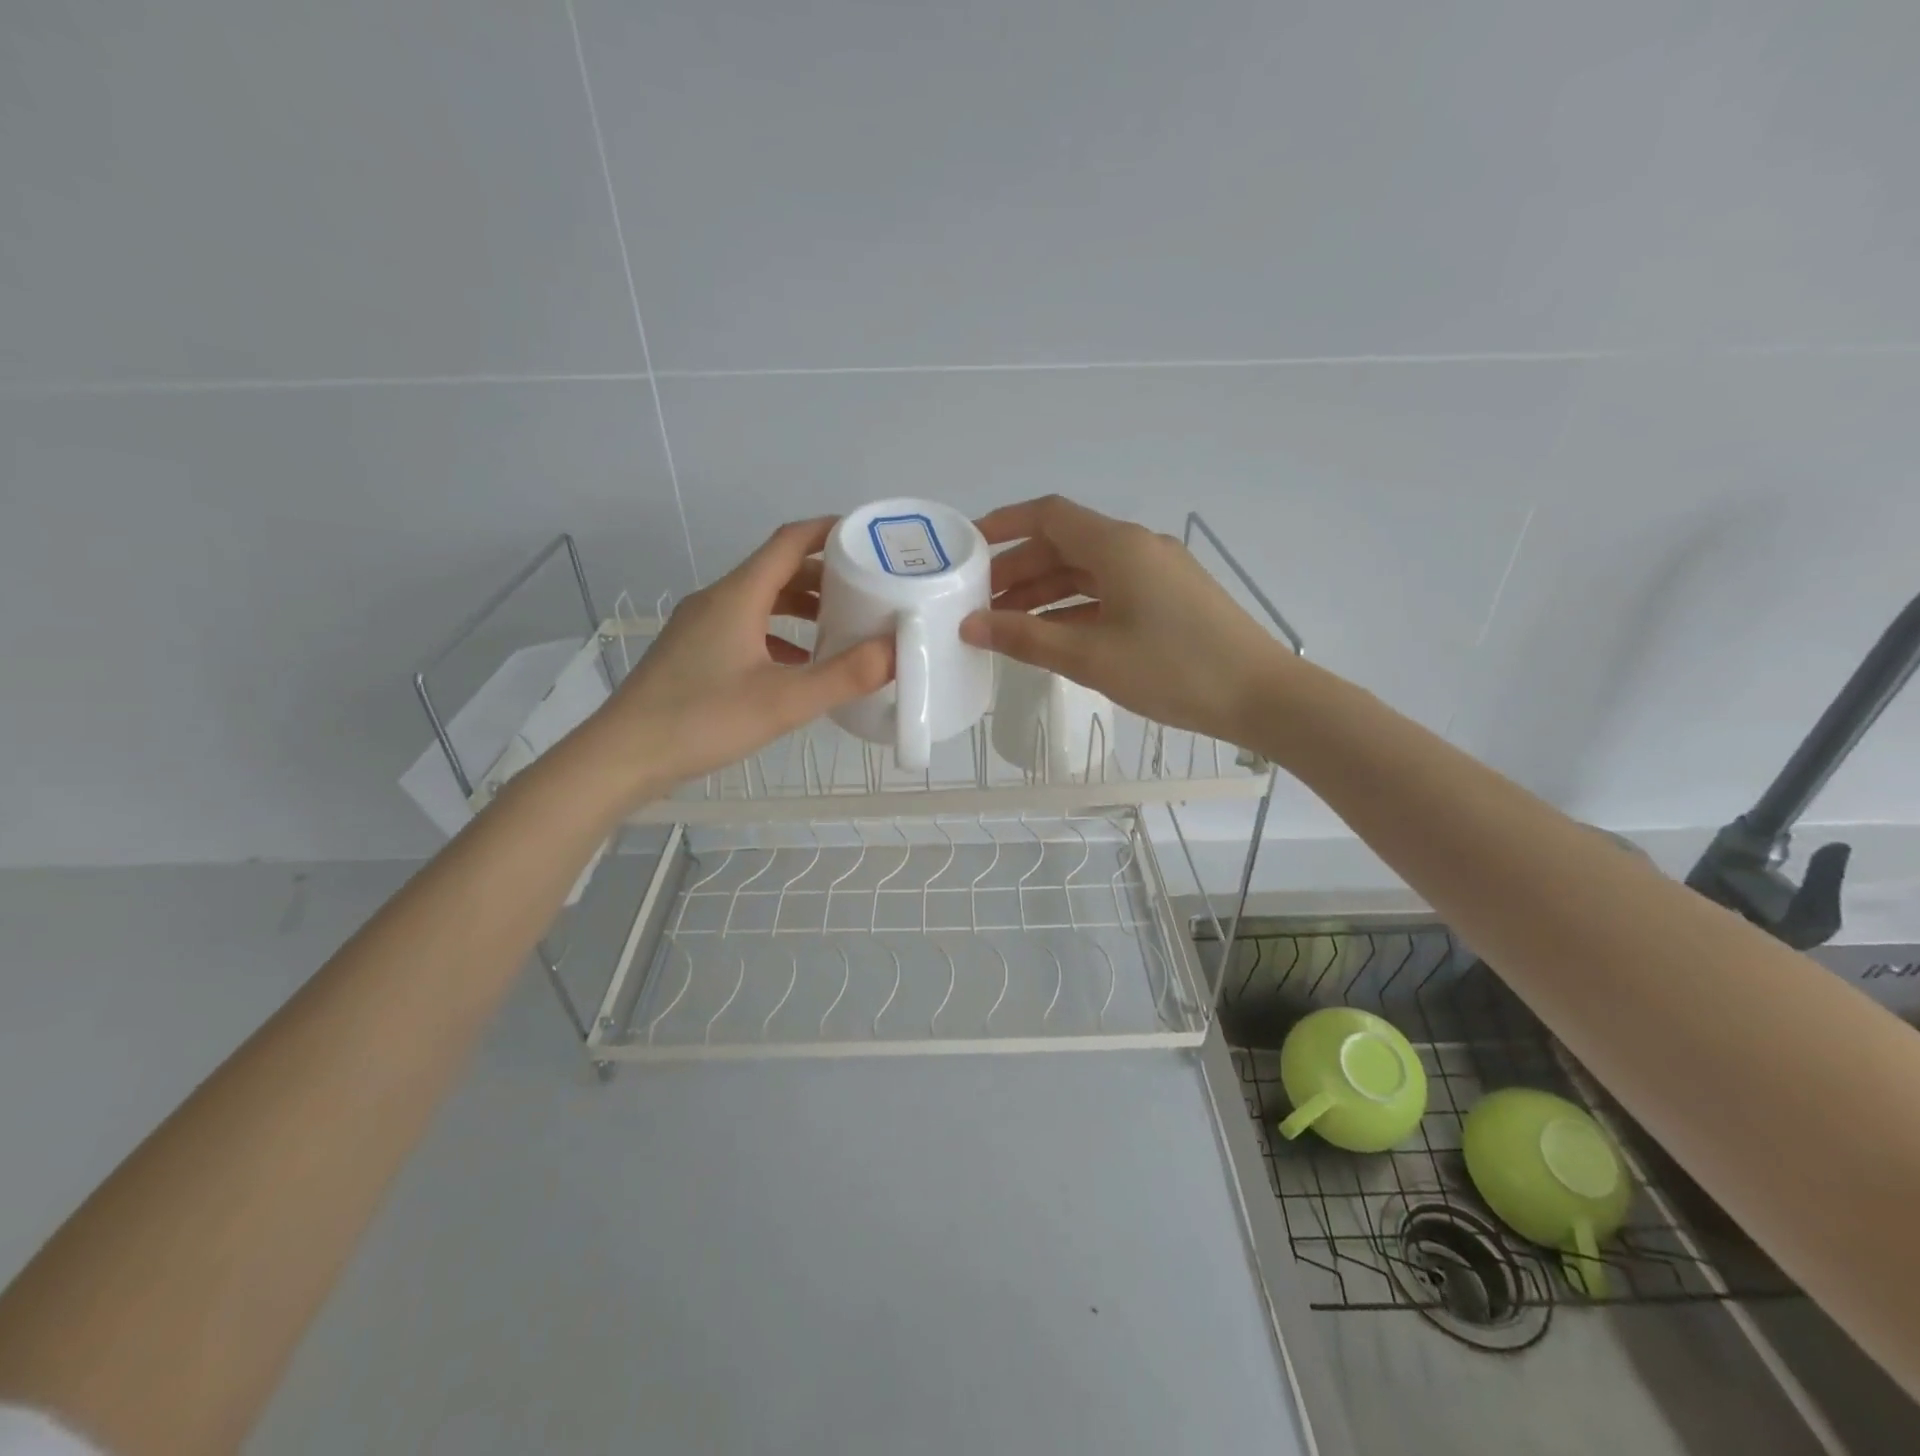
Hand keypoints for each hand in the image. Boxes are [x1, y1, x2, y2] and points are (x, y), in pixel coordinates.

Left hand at [584, 518, 890, 799]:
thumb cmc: (702, 720)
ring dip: (802, 607)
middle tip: (869, 590)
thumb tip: (898, 650)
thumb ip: (845, 675)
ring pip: (761, 601)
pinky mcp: (693, 653)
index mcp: (738, 595)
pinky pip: (746, 628)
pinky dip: (779, 635)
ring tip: (842, 625)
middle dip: (825, 575)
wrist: (622, 756)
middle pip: (777, 570)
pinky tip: (800, 664)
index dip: (831, 532)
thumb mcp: (783, 701)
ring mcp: (700, 627)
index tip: (870, 538)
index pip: (790, 541)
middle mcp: (717, 600)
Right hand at [959, 496, 1293, 745]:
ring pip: (1086, 571)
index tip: (967, 546)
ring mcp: (1157, 573)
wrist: (1262, 696)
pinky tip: (1052, 635)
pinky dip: (1075, 608)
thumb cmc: (1173, 670)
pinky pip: (1109, 592)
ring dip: (1045, 591)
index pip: (1049, 516)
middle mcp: (1137, 548)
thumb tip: (971, 626)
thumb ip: (1026, 638)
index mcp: (1118, 546)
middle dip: (1018, 568)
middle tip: (978, 599)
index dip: (1004, 524)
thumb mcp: (1090, 657)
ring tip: (1005, 622)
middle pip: (1065, 544)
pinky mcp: (1169, 599)